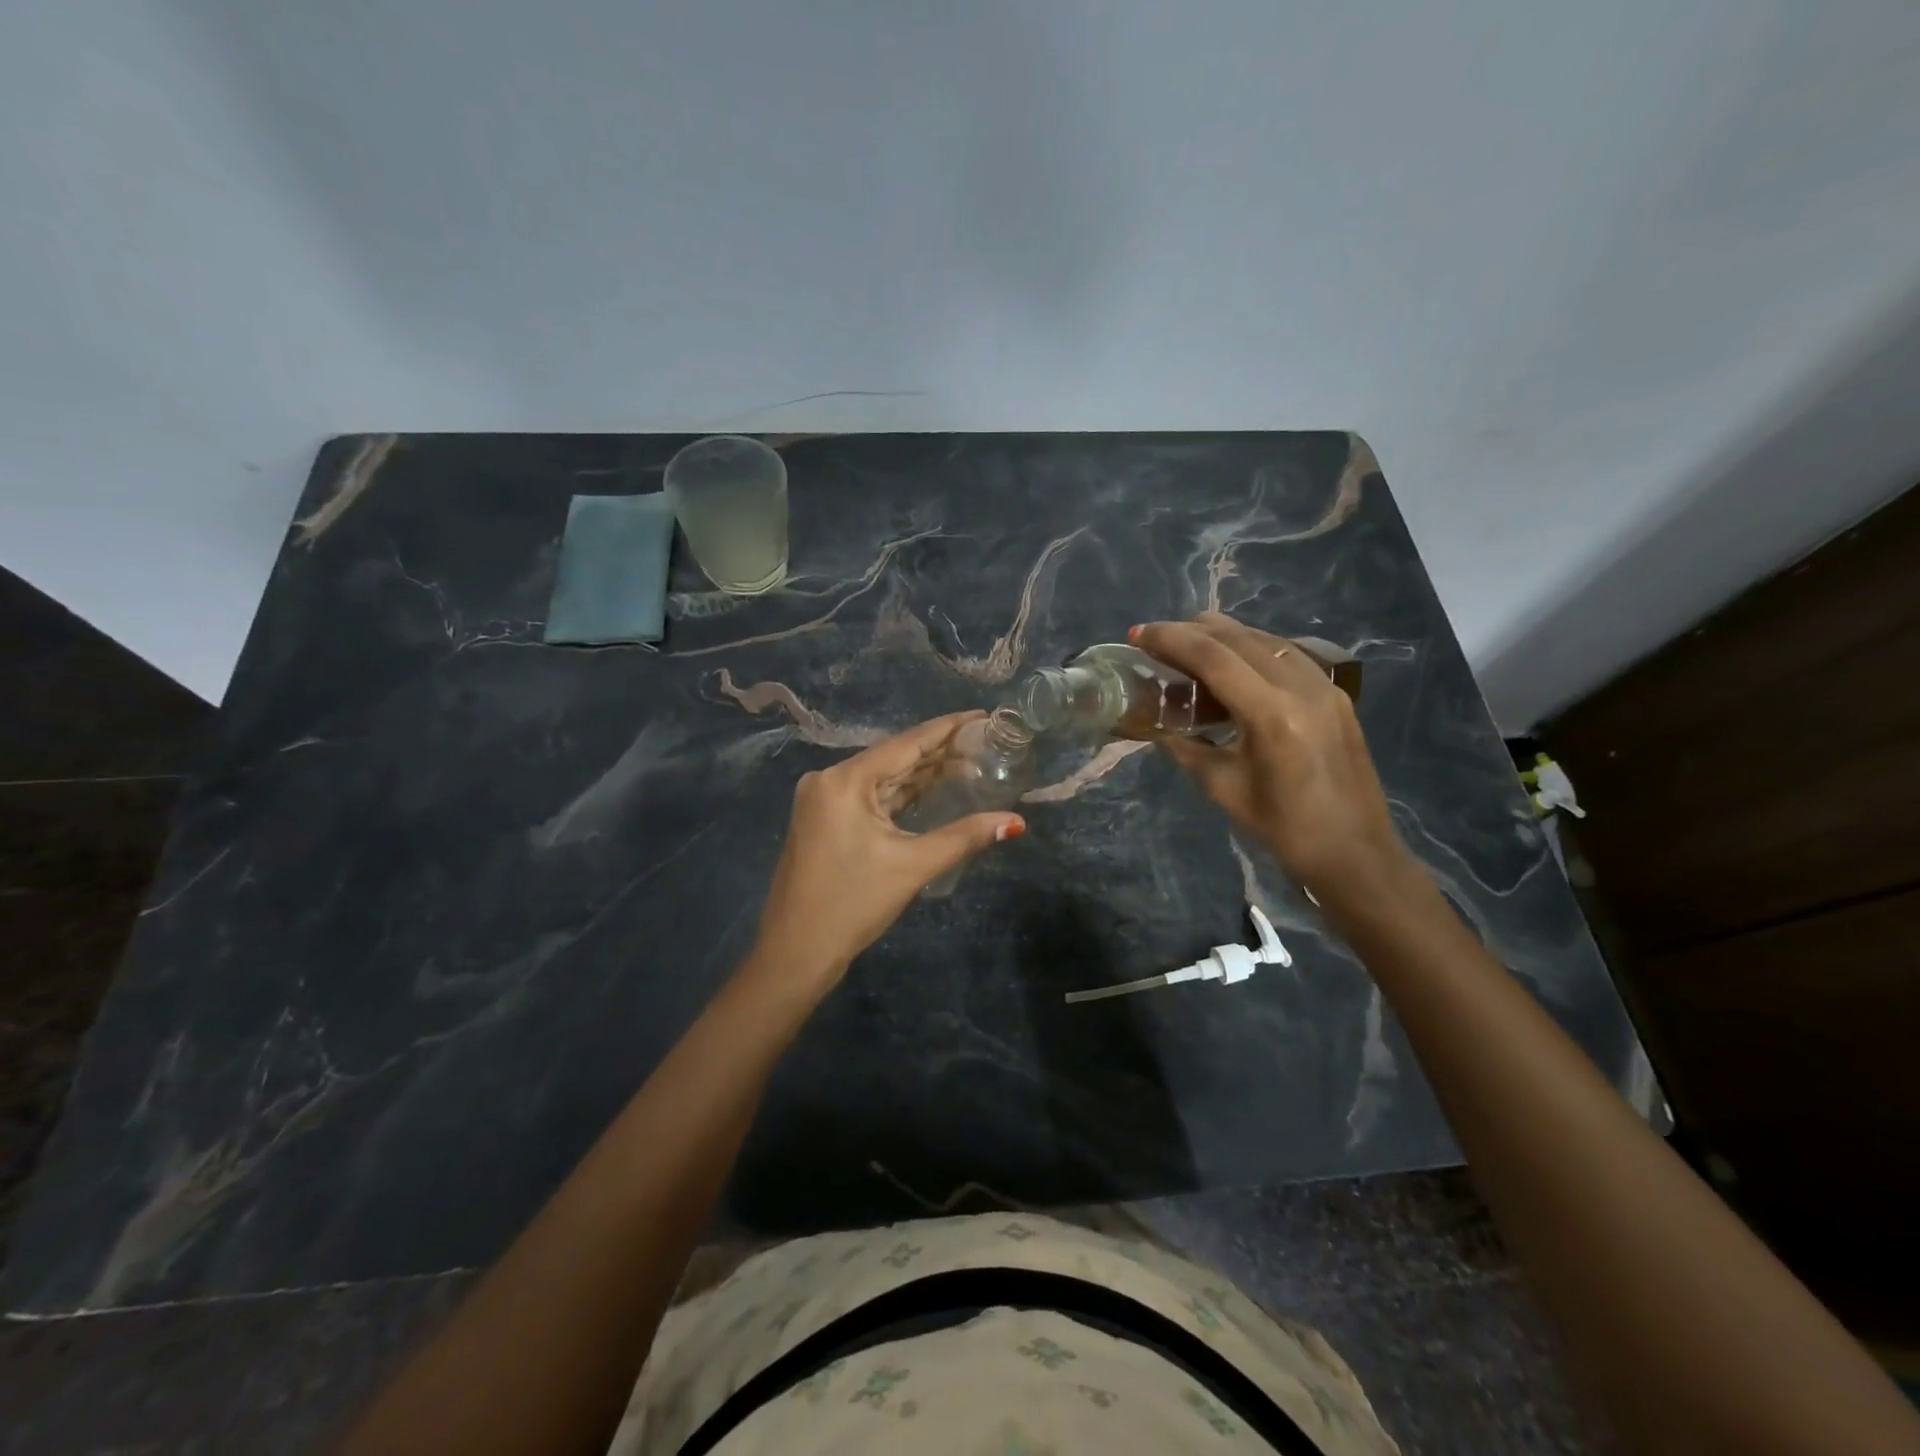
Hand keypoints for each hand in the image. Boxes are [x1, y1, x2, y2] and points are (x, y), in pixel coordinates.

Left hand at [748, 712, 1024, 992]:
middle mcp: (829, 779)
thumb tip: (1015, 823)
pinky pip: (870, 796)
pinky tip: (932, 788)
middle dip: (939, 752)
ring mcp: (823, 800)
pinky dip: (901, 794)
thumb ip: (965, 837)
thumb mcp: (912, 866)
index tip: (982, 715)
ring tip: (969, 761)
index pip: (907, 744)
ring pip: (883, 778)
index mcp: (845, 780)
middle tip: (985, 741)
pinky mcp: (824, 819)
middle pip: (894, 757)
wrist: (795, 953)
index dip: (948, 728)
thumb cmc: (852, 904)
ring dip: (922, 774)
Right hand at [1133, 613, 1409, 901]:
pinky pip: (1288, 654)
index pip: (1212, 656)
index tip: (1137, 635)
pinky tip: (1234, 664)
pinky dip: (1253, 649)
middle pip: (1238, 637)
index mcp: (1271, 713)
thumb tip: (1155, 725)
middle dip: (1192, 630)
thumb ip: (1186, 747)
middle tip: (1157, 640)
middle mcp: (1301, 687)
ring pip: (1265, 639)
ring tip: (1189, 647)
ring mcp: (1325, 687)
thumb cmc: (1283, 829)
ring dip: (1223, 636)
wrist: (1355, 854)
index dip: (1170, 639)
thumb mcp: (1222, 788)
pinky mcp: (1337, 695)